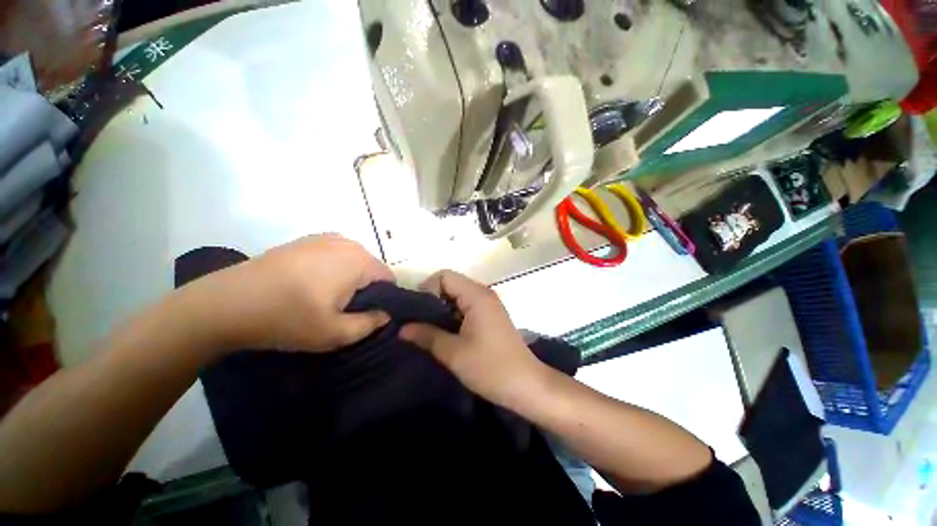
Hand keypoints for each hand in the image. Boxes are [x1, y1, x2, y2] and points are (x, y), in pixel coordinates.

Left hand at [191, 234, 392, 351]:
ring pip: (354, 261)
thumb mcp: (335, 333)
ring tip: (326, 299)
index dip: (384, 299)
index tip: (367, 315)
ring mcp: (325, 238)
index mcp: (360, 261)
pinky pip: (335, 256)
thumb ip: (370, 324)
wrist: (226, 302)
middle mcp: (348, 242)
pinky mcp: (306, 240)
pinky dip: (333, 270)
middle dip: (366, 289)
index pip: (389, 278)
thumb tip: (386, 314)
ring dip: (350, 279)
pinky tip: (310, 286)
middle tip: (344, 311)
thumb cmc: (287, 318)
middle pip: (372, 268)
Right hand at [399, 270, 545, 406]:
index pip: (444, 276)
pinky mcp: (490, 317)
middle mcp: (483, 293)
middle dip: (432, 301)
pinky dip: (453, 316)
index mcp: (476, 295)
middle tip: (420, 324)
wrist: (526, 385)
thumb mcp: (453, 352)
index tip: (418, 313)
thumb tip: (402, 328)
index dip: (427, 289)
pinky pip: (466, 307)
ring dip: (442, 310)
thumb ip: (426, 335)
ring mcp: (488, 305)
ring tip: (430, 332)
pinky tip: (447, 335)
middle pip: (451, 284)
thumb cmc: (490, 367)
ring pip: (457, 297)